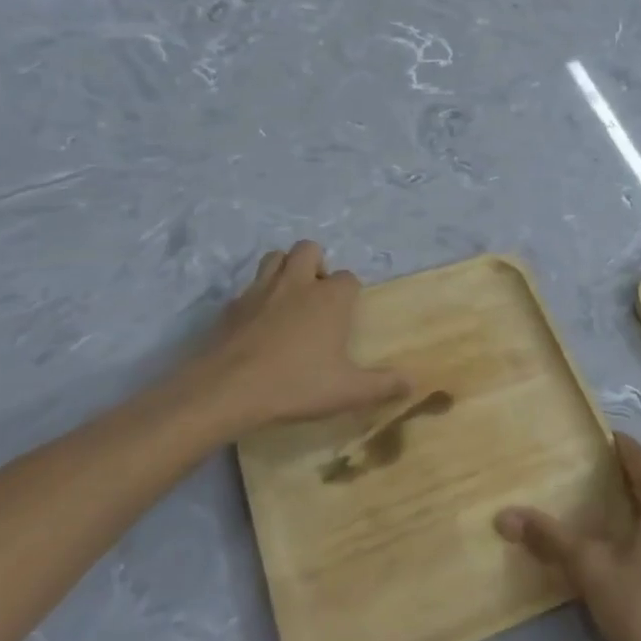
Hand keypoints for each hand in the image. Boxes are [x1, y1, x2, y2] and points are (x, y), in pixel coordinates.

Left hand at [187, 241, 407, 434]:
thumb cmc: (295, 385)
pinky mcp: (232, 304)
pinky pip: (249, 287)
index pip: (348, 278)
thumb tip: (413, 382)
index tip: (347, 314)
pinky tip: (257, 323)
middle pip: (309, 249)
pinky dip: (257, 296)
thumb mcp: (346, 392)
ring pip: (275, 257)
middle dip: (316, 264)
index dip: (349, 293)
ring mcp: (261, 289)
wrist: (227, 389)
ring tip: (288, 298)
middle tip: (317, 296)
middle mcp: (297, 283)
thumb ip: (382, 385)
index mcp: (329, 298)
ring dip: (285, 268)